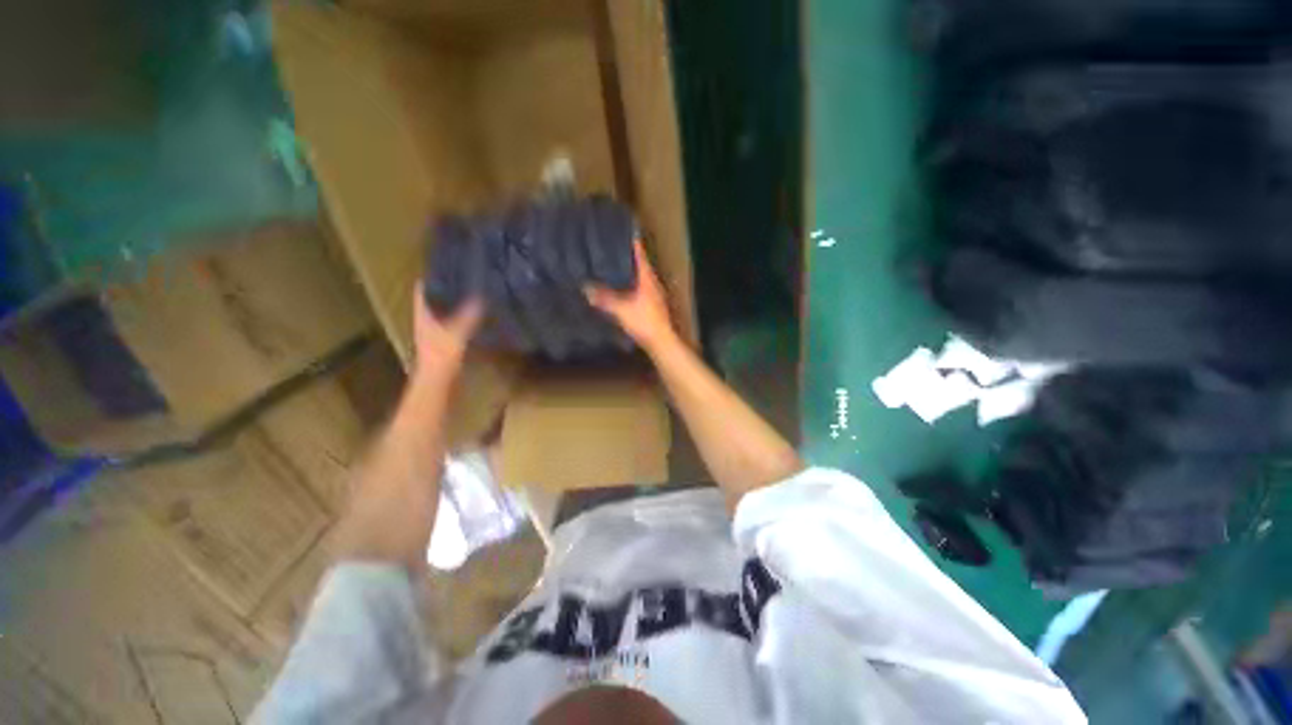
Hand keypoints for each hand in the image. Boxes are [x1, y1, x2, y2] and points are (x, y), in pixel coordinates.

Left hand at [411, 284, 482, 386]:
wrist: (436, 386)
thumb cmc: (440, 359)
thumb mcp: (455, 336)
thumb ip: (466, 318)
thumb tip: (480, 297)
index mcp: (423, 316)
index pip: (423, 290)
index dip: (431, 276)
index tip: (446, 263)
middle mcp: (427, 322)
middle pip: (434, 299)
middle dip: (447, 286)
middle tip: (465, 274)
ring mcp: (436, 333)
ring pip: (445, 311)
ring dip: (456, 303)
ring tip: (474, 290)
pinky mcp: (447, 343)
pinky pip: (456, 324)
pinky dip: (464, 318)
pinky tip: (478, 315)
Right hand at [584, 240, 675, 351]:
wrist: (661, 342)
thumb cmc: (644, 322)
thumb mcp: (621, 310)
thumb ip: (604, 298)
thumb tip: (586, 287)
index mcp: (648, 278)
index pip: (640, 253)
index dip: (631, 241)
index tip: (619, 232)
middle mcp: (653, 282)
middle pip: (639, 263)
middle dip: (625, 256)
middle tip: (608, 248)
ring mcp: (654, 294)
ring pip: (639, 276)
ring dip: (627, 270)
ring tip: (610, 265)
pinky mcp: (652, 305)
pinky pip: (638, 288)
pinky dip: (629, 284)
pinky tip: (619, 288)